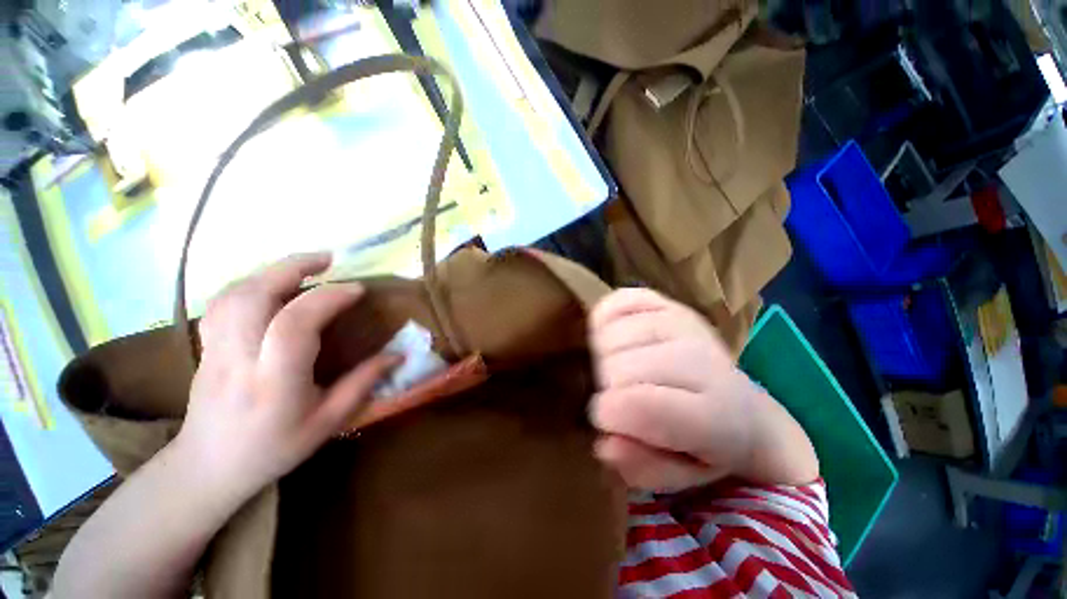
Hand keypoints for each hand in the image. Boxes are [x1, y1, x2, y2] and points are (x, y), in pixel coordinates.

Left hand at [176, 253, 398, 501]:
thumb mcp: (328, 422)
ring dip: (271, 271)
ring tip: (305, 266)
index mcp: (274, 381)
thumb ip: (363, 383)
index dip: (328, 298)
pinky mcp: (206, 345)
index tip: (357, 290)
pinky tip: (271, 285)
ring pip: (234, 293)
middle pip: (254, 296)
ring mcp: (216, 349)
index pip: (295, 324)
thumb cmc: (274, 448)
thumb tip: (399, 354)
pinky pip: (222, 302)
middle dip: (292, 268)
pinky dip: (249, 283)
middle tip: (329, 259)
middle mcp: (239, 358)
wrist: (208, 468)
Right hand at [588, 288, 816, 491]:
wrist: (739, 406)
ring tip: (620, 371)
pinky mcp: (666, 301)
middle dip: (606, 388)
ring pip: (609, 336)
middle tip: (621, 398)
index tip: (606, 421)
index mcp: (713, 413)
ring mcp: (681, 321)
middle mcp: (700, 357)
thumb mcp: (676, 475)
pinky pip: (615, 302)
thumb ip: (641, 467)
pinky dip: (605, 321)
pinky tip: (618, 341)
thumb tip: (605, 443)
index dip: (607, 415)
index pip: (637, 405)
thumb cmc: (703, 448)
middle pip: (617, 367)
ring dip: (604, 358)